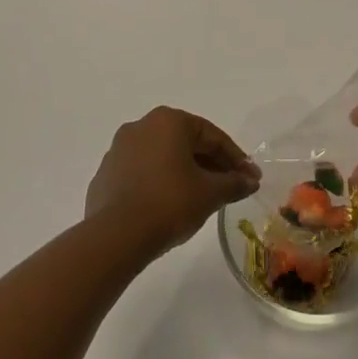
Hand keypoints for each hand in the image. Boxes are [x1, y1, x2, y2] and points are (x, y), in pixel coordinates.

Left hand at [85, 107, 261, 258]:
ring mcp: (119, 149)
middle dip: (211, 164)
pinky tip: (170, 204)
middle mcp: (142, 125)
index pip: (212, 136)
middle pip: (186, 142)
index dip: (236, 158)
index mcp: (169, 121)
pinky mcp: (106, 173)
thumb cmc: (169, 203)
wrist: (115, 237)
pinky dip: (160, 182)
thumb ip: (234, 183)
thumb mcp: (210, 194)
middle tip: (230, 186)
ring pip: (163, 156)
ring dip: (185, 172)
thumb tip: (250, 180)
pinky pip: (142, 172)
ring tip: (202, 197)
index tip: (251, 178)